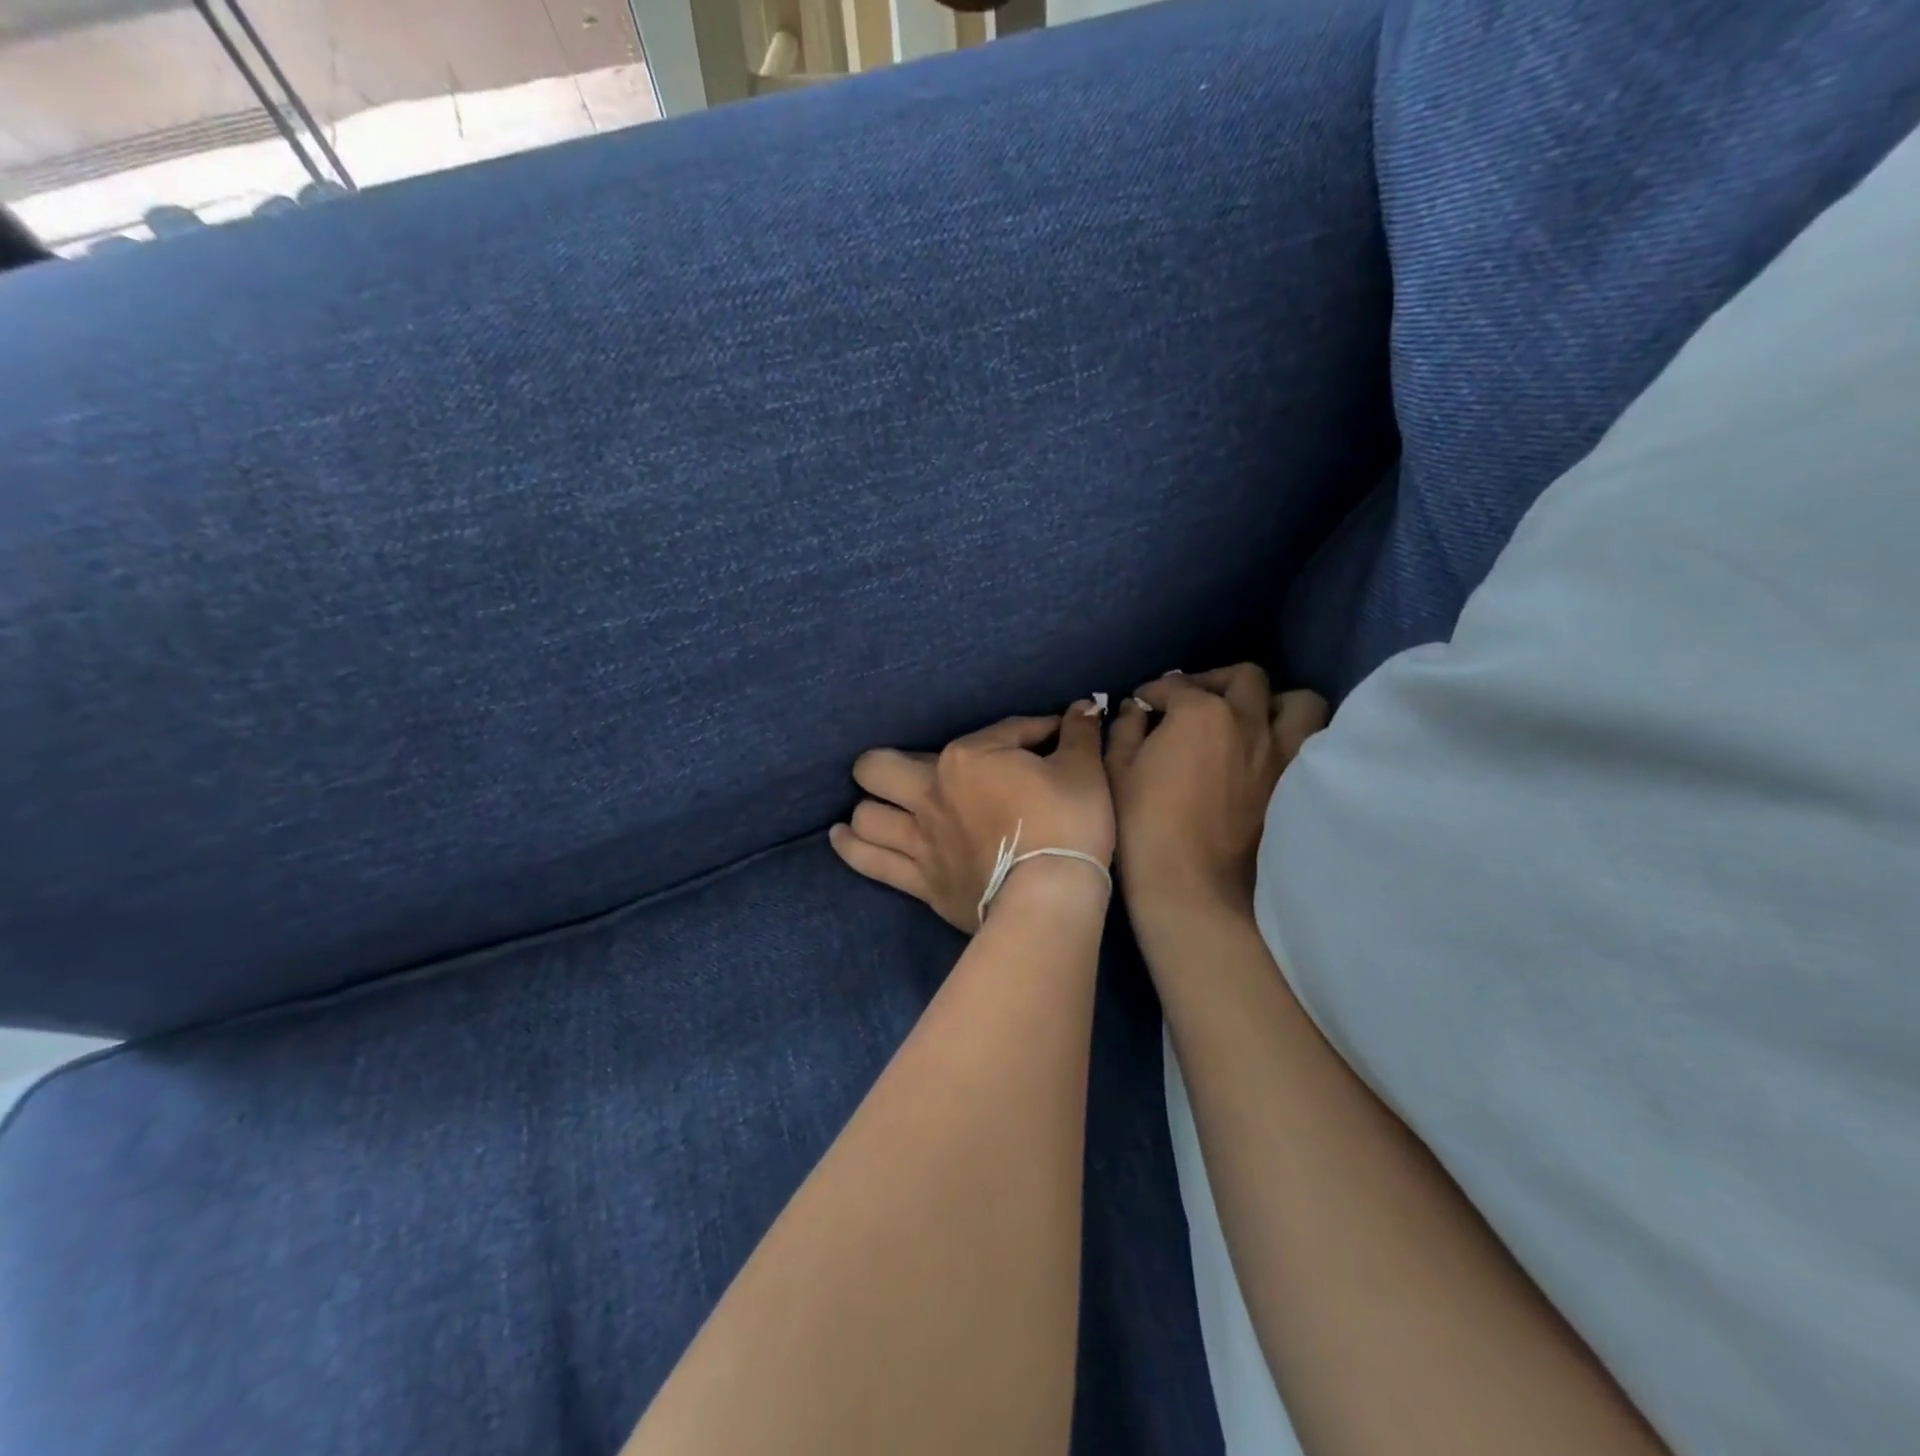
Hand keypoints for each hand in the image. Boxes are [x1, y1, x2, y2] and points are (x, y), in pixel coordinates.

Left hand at [831, 700, 1114, 932]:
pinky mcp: (920, 880)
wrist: (1050, 895)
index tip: (1052, 738)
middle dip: (890, 763)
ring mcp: (920, 839)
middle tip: (916, 770)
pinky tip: (839, 837)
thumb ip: (1079, 734)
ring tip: (874, 804)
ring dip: (869, 807)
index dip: (1032, 731)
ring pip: (867, 815)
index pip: (1000, 732)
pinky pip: (871, 862)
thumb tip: (1084, 706)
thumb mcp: (1084, 771)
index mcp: (969, 759)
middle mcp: (931, 793)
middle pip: (882, 768)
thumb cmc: (1067, 824)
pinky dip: (852, 849)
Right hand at [1105, 666, 1327, 919]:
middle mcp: (1249, 721)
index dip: (1153, 692)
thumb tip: (1135, 710)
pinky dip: (1292, 740)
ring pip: (1298, 703)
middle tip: (1193, 700)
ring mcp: (1282, 753)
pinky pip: (1310, 746)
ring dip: (1272, 703)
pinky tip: (1266, 756)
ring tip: (1249, 719)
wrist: (1191, 886)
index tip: (1141, 704)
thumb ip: (1125, 729)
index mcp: (1200, 712)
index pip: (1174, 685)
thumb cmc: (1143, 825)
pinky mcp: (1296, 785)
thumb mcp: (1116, 770)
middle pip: (1243, 678)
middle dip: (1214, 680)